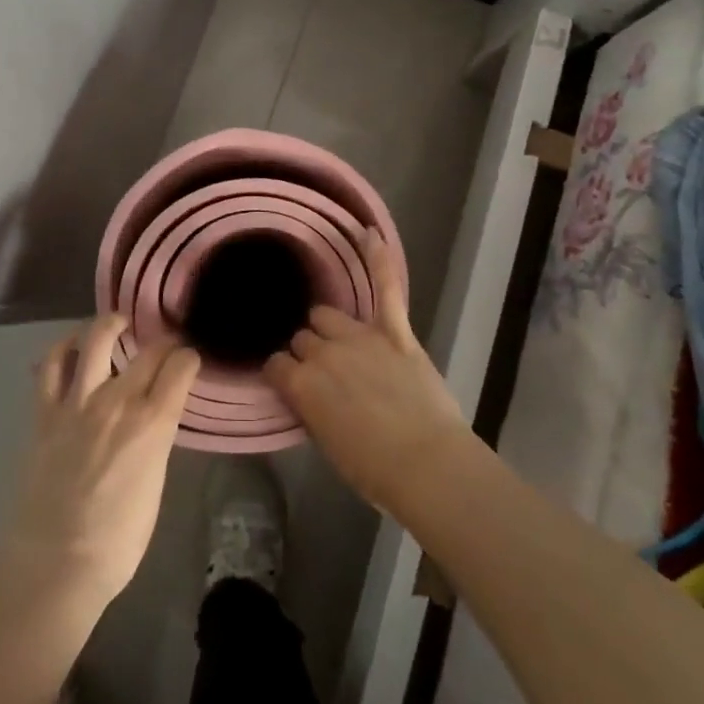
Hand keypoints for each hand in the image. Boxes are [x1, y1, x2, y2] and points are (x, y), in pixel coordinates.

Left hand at [2, 314, 201, 607]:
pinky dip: (63, 348)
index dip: (188, 357)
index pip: (180, 367)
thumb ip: (156, 441)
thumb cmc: (118, 540)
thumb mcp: (155, 484)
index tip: (189, 359)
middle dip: (162, 342)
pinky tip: (72, 346)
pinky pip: (51, 364)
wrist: (56, 562)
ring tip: (117, 324)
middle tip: (164, 345)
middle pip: (148, 351)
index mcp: (153, 422)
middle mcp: (118, 400)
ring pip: (96, 339)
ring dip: (111, 325)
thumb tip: (154, 422)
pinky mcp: (46, 411)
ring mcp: (78, 401)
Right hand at [265, 229, 472, 517]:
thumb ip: (311, 408)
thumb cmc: (374, 470)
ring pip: (327, 315)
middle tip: (326, 374)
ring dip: (328, 328)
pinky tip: (370, 233)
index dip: (284, 374)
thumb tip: (307, 393)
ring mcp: (359, 338)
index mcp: (301, 385)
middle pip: (302, 338)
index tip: (292, 384)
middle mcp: (323, 353)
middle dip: (308, 352)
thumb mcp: (327, 444)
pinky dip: (379, 260)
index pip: (276, 364)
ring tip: (340, 343)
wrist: (428, 466)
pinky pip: (385, 288)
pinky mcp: (394, 333)